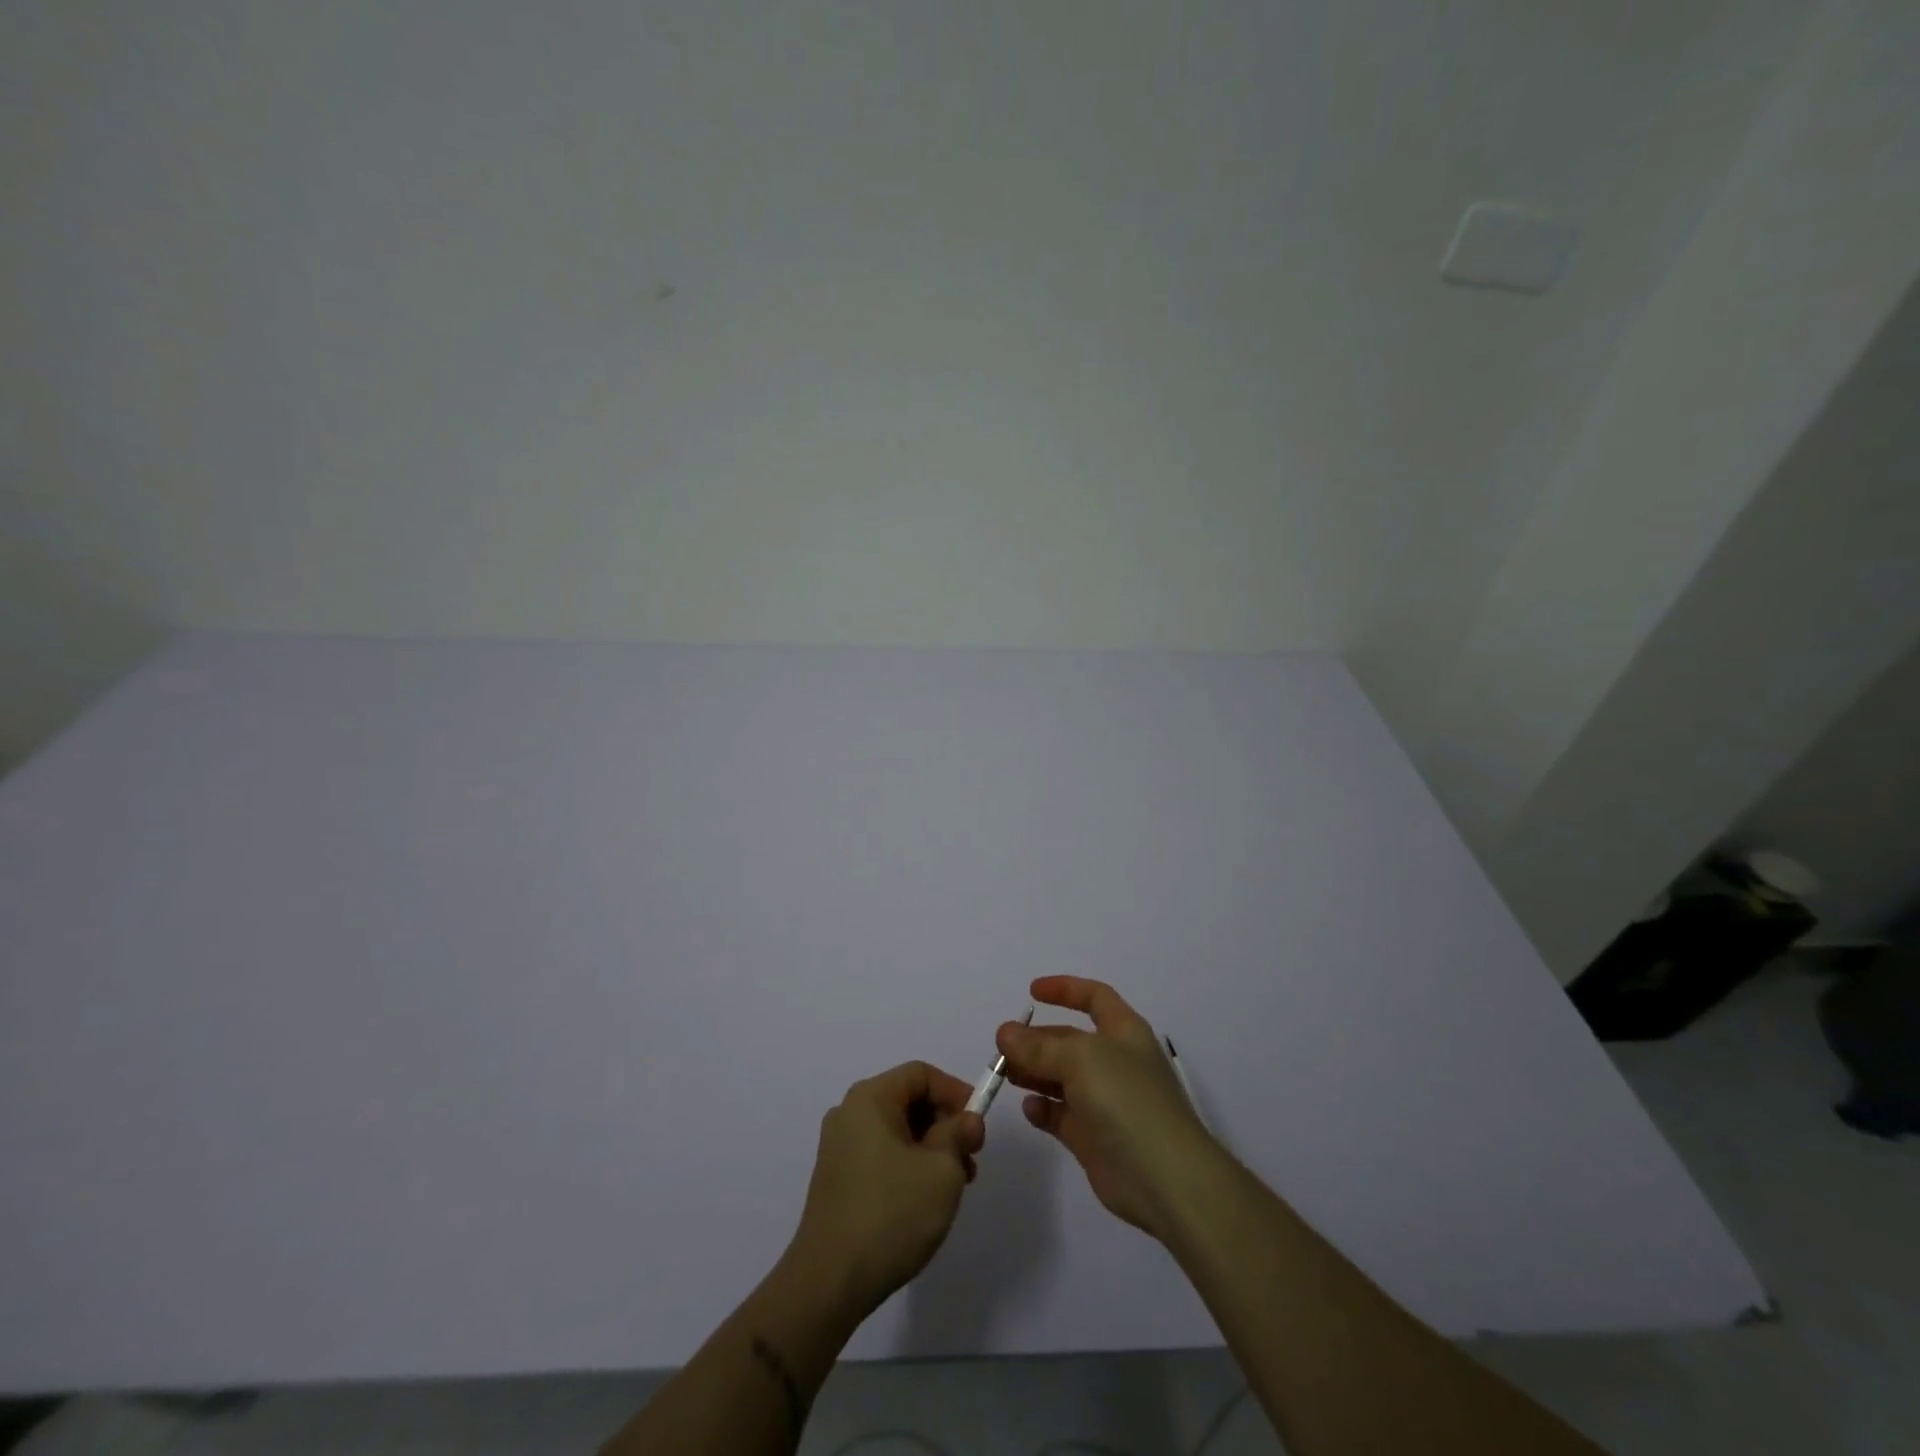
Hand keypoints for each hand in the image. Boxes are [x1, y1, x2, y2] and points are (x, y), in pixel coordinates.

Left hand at [787, 1061, 985, 1318]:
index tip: (978, 1125)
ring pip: (897, 1131)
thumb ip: (959, 1135)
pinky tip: (925, 1201)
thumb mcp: (941, 1171)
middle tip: (970, 1160)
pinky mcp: (837, 1179)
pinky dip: (909, 1166)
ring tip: (953, 1187)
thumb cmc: (891, 1214)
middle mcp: (849, 1113)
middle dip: (945, 1124)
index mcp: (870, 1099)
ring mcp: (839, 1148)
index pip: (921, 1074)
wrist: (829, 1283)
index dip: (955, 1092)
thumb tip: (967, 1121)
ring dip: (931, 1149)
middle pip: (908, 1100)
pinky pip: (882, 1155)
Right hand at [996, 976, 1221, 1239]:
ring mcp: (1105, 1102)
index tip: (1032, 992)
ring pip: (1061, 1078)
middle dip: (1037, 1039)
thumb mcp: (1082, 1059)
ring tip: (1004, 1073)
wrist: (1165, 1178)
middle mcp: (1115, 1062)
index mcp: (1124, 1032)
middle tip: (1002, 1047)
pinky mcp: (1094, 1138)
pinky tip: (1029, 1108)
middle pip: (1070, 1040)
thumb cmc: (1128, 1100)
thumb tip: (1005, 1032)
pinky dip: (1043, 1110)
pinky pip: (1061, 1115)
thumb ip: (1040, 1046)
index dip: (1065, 989)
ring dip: (1033, 1072)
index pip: (1094, 998)